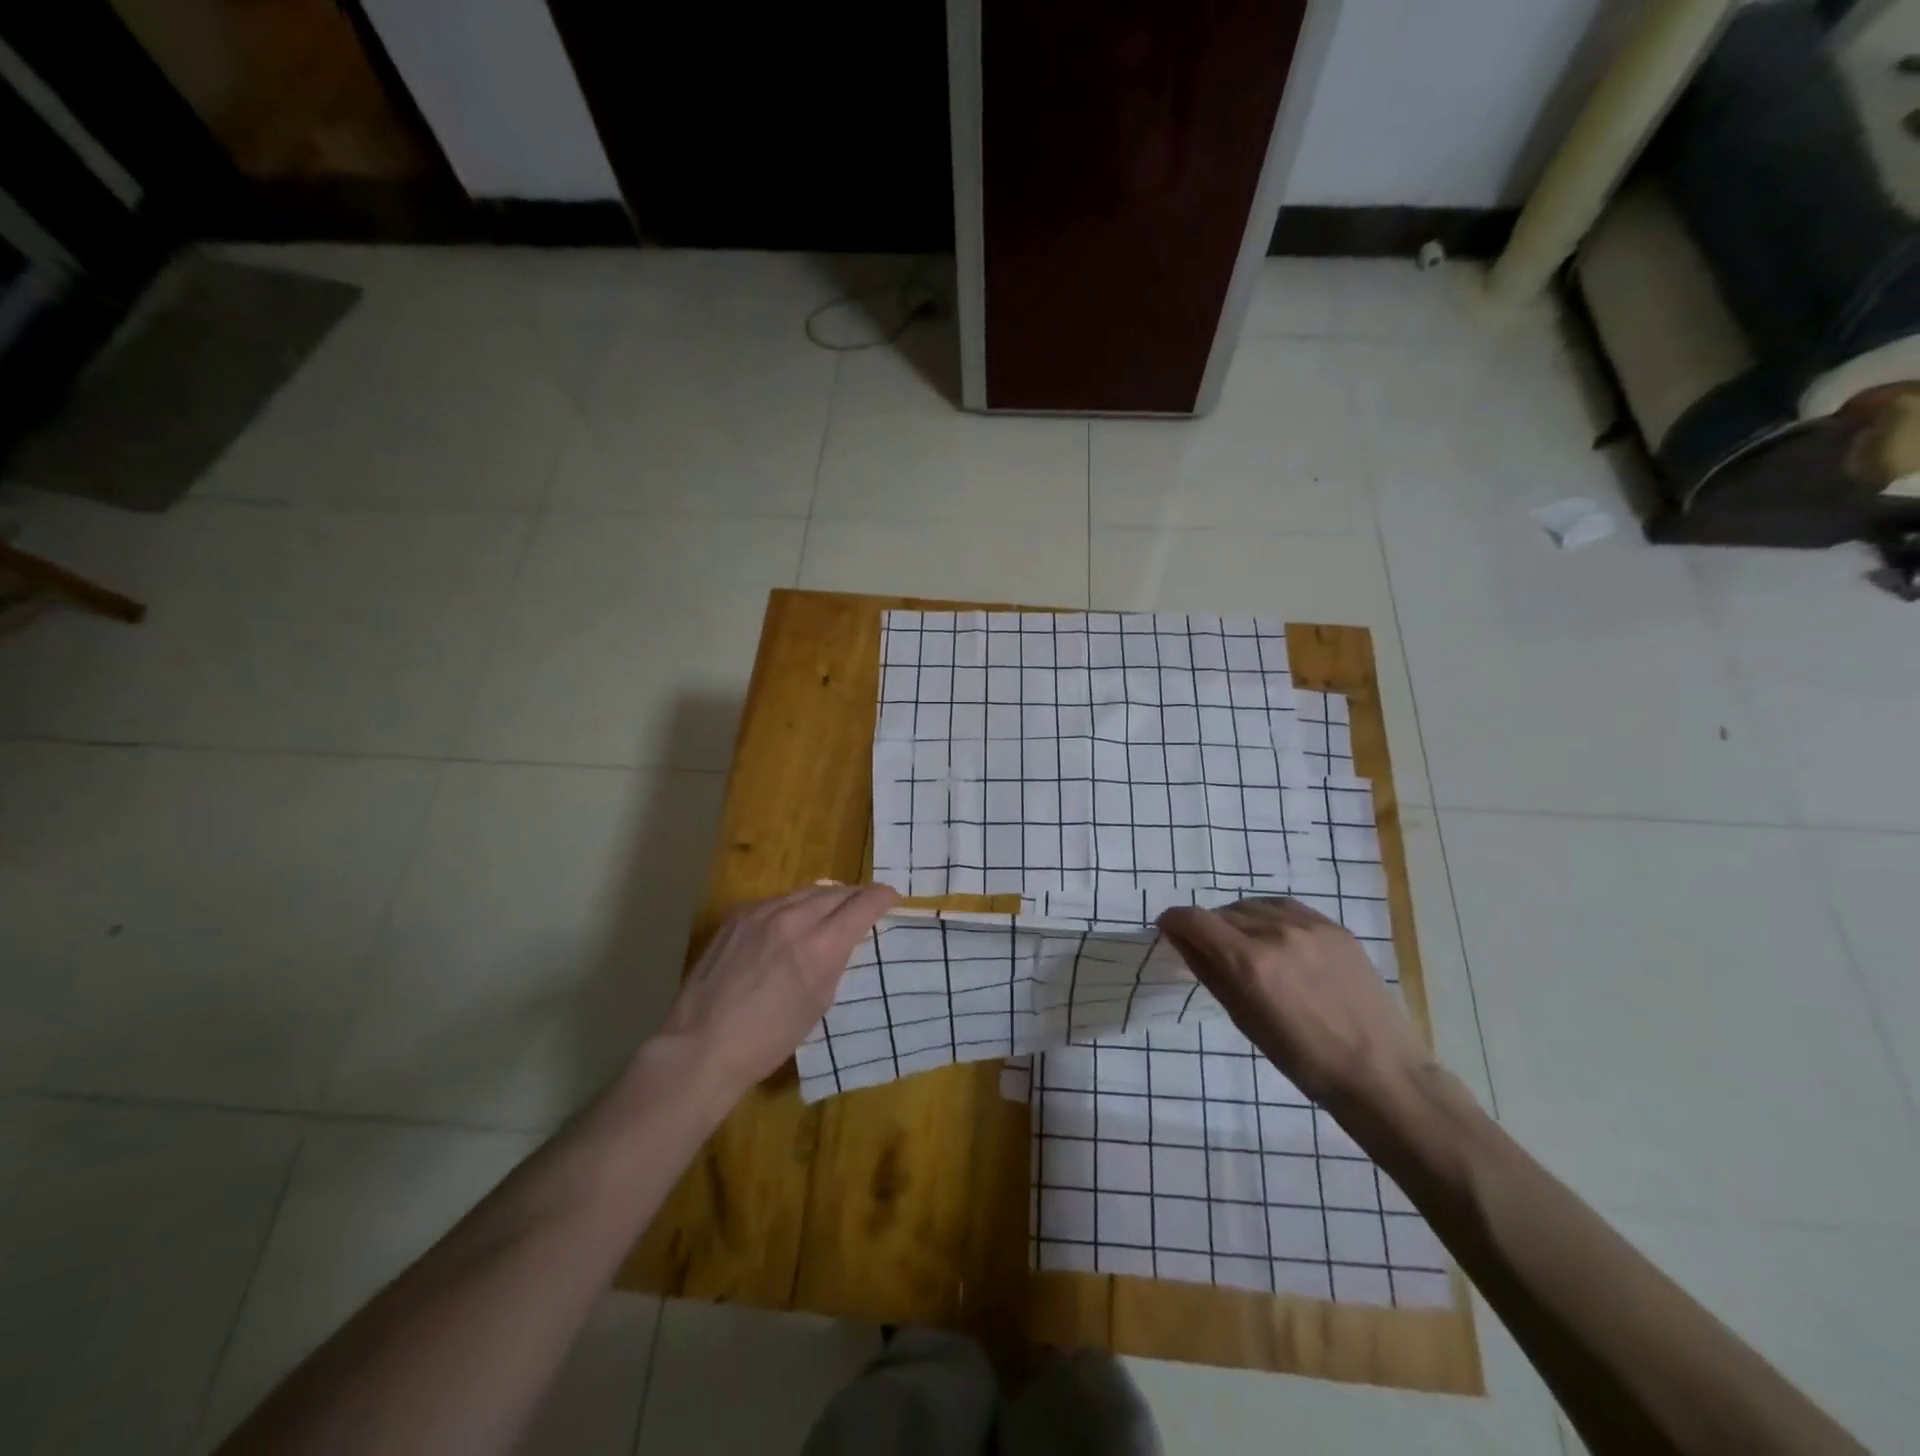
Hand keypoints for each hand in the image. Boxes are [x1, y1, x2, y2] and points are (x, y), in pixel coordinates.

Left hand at [658, 883, 900, 1097]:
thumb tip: (842, 938)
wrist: (703, 1045)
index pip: (863, 904)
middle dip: (855, 897)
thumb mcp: (819, 1002)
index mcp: (821, 946)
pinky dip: (793, 907)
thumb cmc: (769, 1039)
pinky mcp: (738, 915)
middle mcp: (794, 918)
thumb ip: (835, 960)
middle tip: (864, 906)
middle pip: (836, 892)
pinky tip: (791, 922)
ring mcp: (761, 913)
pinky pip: (777, 901)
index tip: (891, 898)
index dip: (882, 897)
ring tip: (831, 910)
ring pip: (806, 892)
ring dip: (824, 899)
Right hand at [1157, 897, 1431, 1108]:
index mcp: (1248, 962)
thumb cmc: (1303, 1059)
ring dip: (1238, 920)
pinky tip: (1276, 939)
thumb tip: (1181, 940)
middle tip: (1211, 952)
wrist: (1380, 1072)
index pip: (1193, 919)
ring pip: (1253, 906)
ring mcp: (1308, 925)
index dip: (1173, 921)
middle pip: (1222, 912)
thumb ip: (1209, 972)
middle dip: (1207, 928)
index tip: (1168, 930)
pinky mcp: (1334, 926)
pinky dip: (1269, 917)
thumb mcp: (1244, 1019)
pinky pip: (1285, 907)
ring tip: (1246, 946)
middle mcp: (1275, 932)